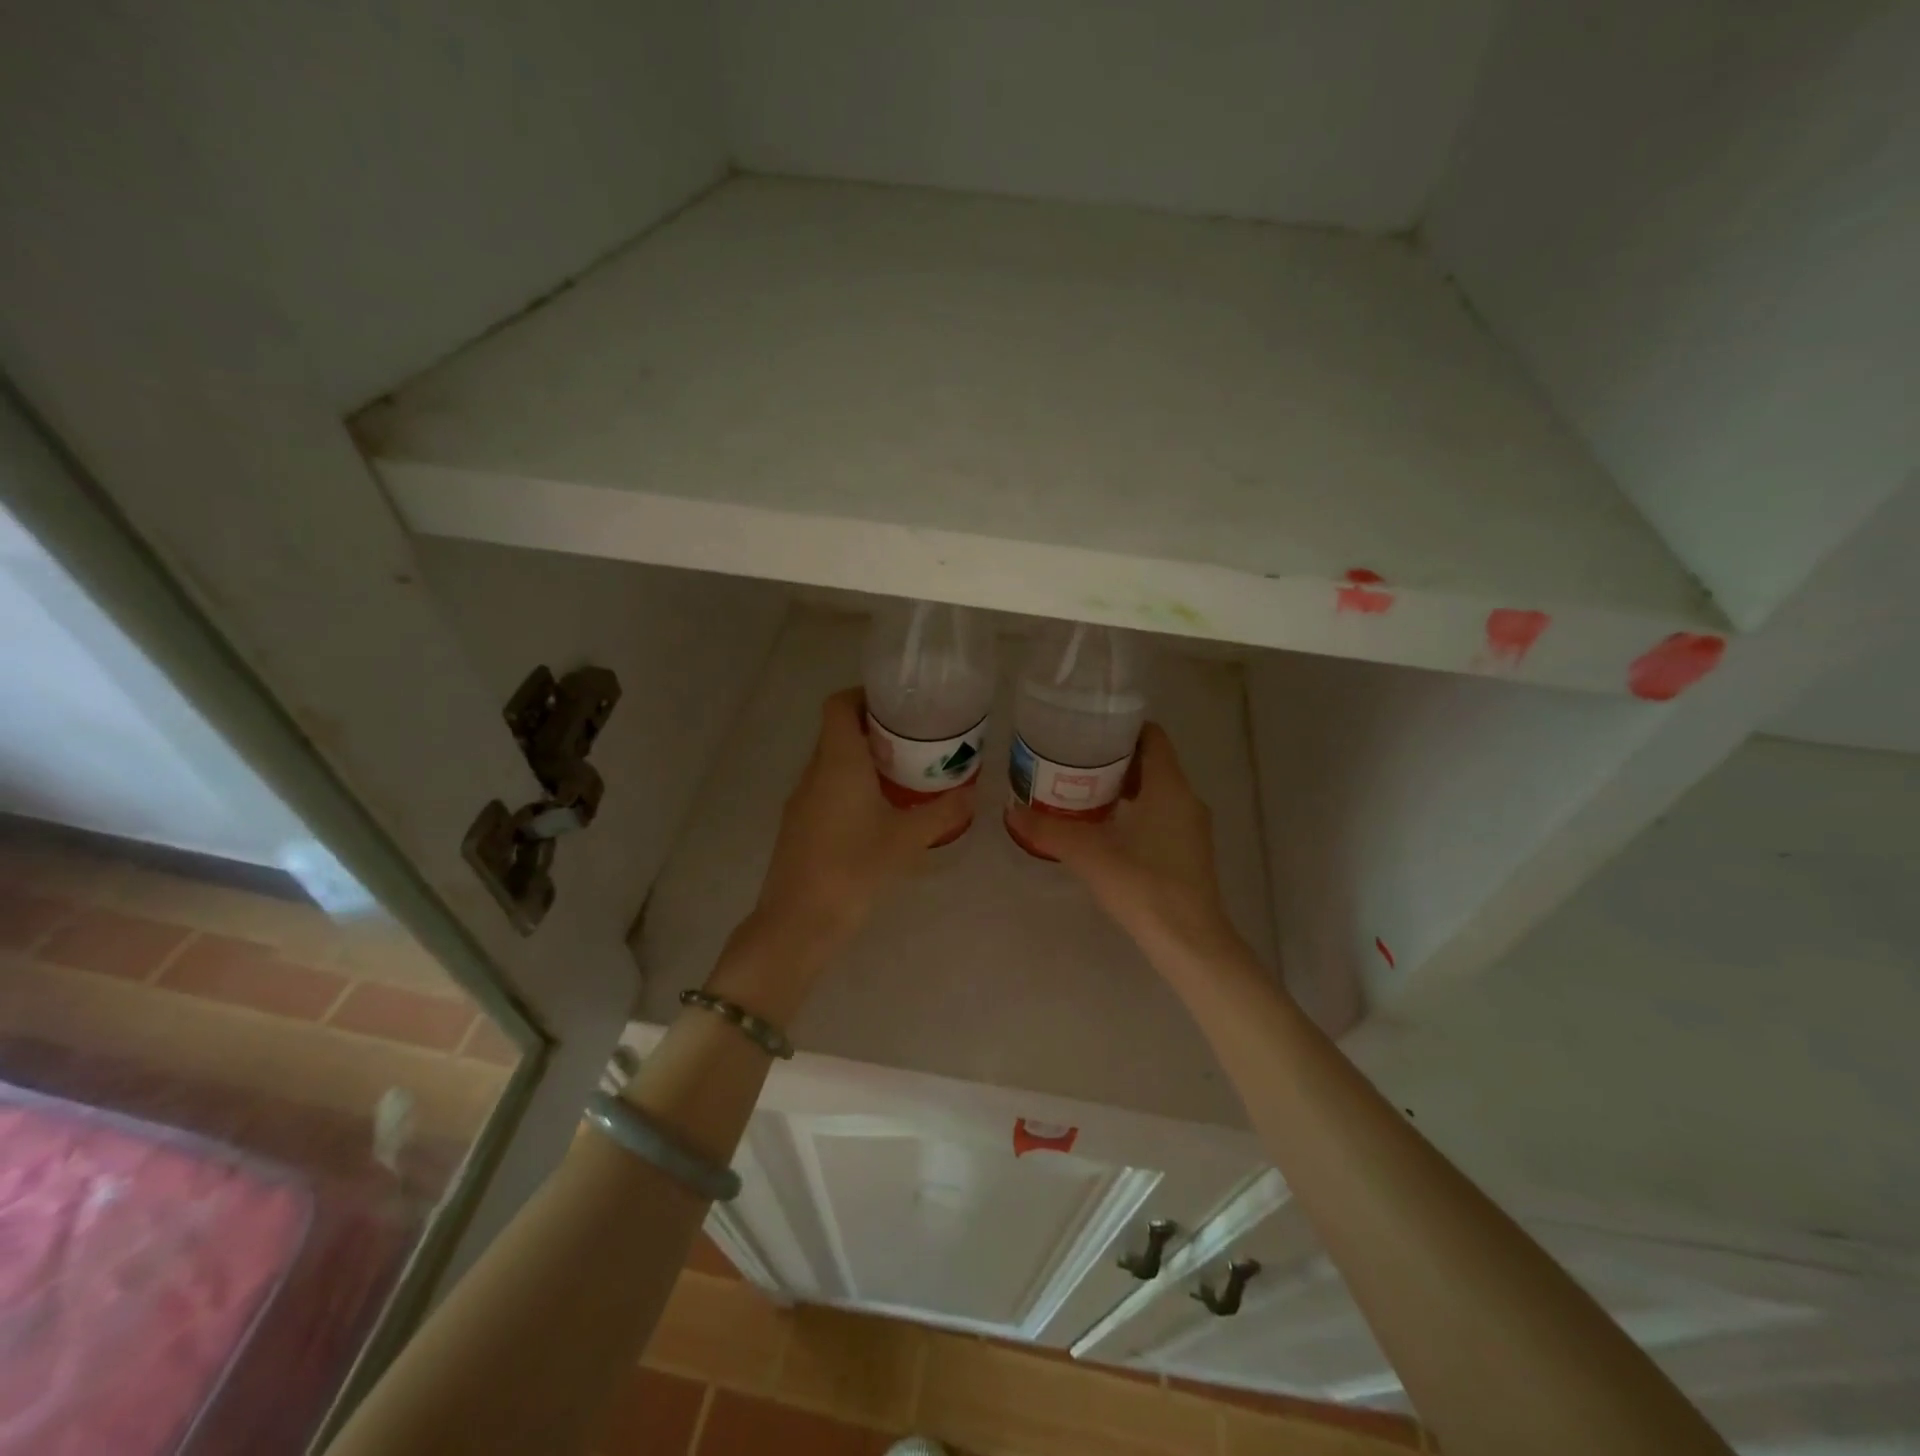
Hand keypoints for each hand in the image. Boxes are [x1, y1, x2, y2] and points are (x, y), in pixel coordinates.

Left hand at [752, 687, 976, 956]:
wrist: (799, 922)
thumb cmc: (854, 869)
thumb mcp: (907, 839)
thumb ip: (942, 812)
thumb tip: (972, 793)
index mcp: (837, 762)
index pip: (839, 705)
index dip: (864, 695)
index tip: (897, 704)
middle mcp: (814, 772)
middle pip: (837, 731)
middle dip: (874, 729)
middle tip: (914, 739)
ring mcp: (802, 800)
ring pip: (832, 762)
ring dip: (864, 760)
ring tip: (904, 773)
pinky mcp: (799, 825)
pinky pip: (827, 789)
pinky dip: (852, 786)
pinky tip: (880, 811)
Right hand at [1005, 724, 1243, 968]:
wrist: (1188, 940)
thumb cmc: (1143, 884)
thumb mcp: (1089, 854)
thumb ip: (1049, 830)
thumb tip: (1011, 811)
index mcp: (1169, 787)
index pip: (1152, 737)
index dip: (1122, 728)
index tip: (1089, 731)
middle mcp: (1187, 799)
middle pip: (1153, 763)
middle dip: (1116, 759)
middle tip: (1075, 761)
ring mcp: (1192, 827)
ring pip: (1158, 791)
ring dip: (1126, 788)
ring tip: (1084, 791)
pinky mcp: (1190, 851)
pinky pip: (1162, 815)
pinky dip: (1137, 811)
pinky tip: (1107, 829)